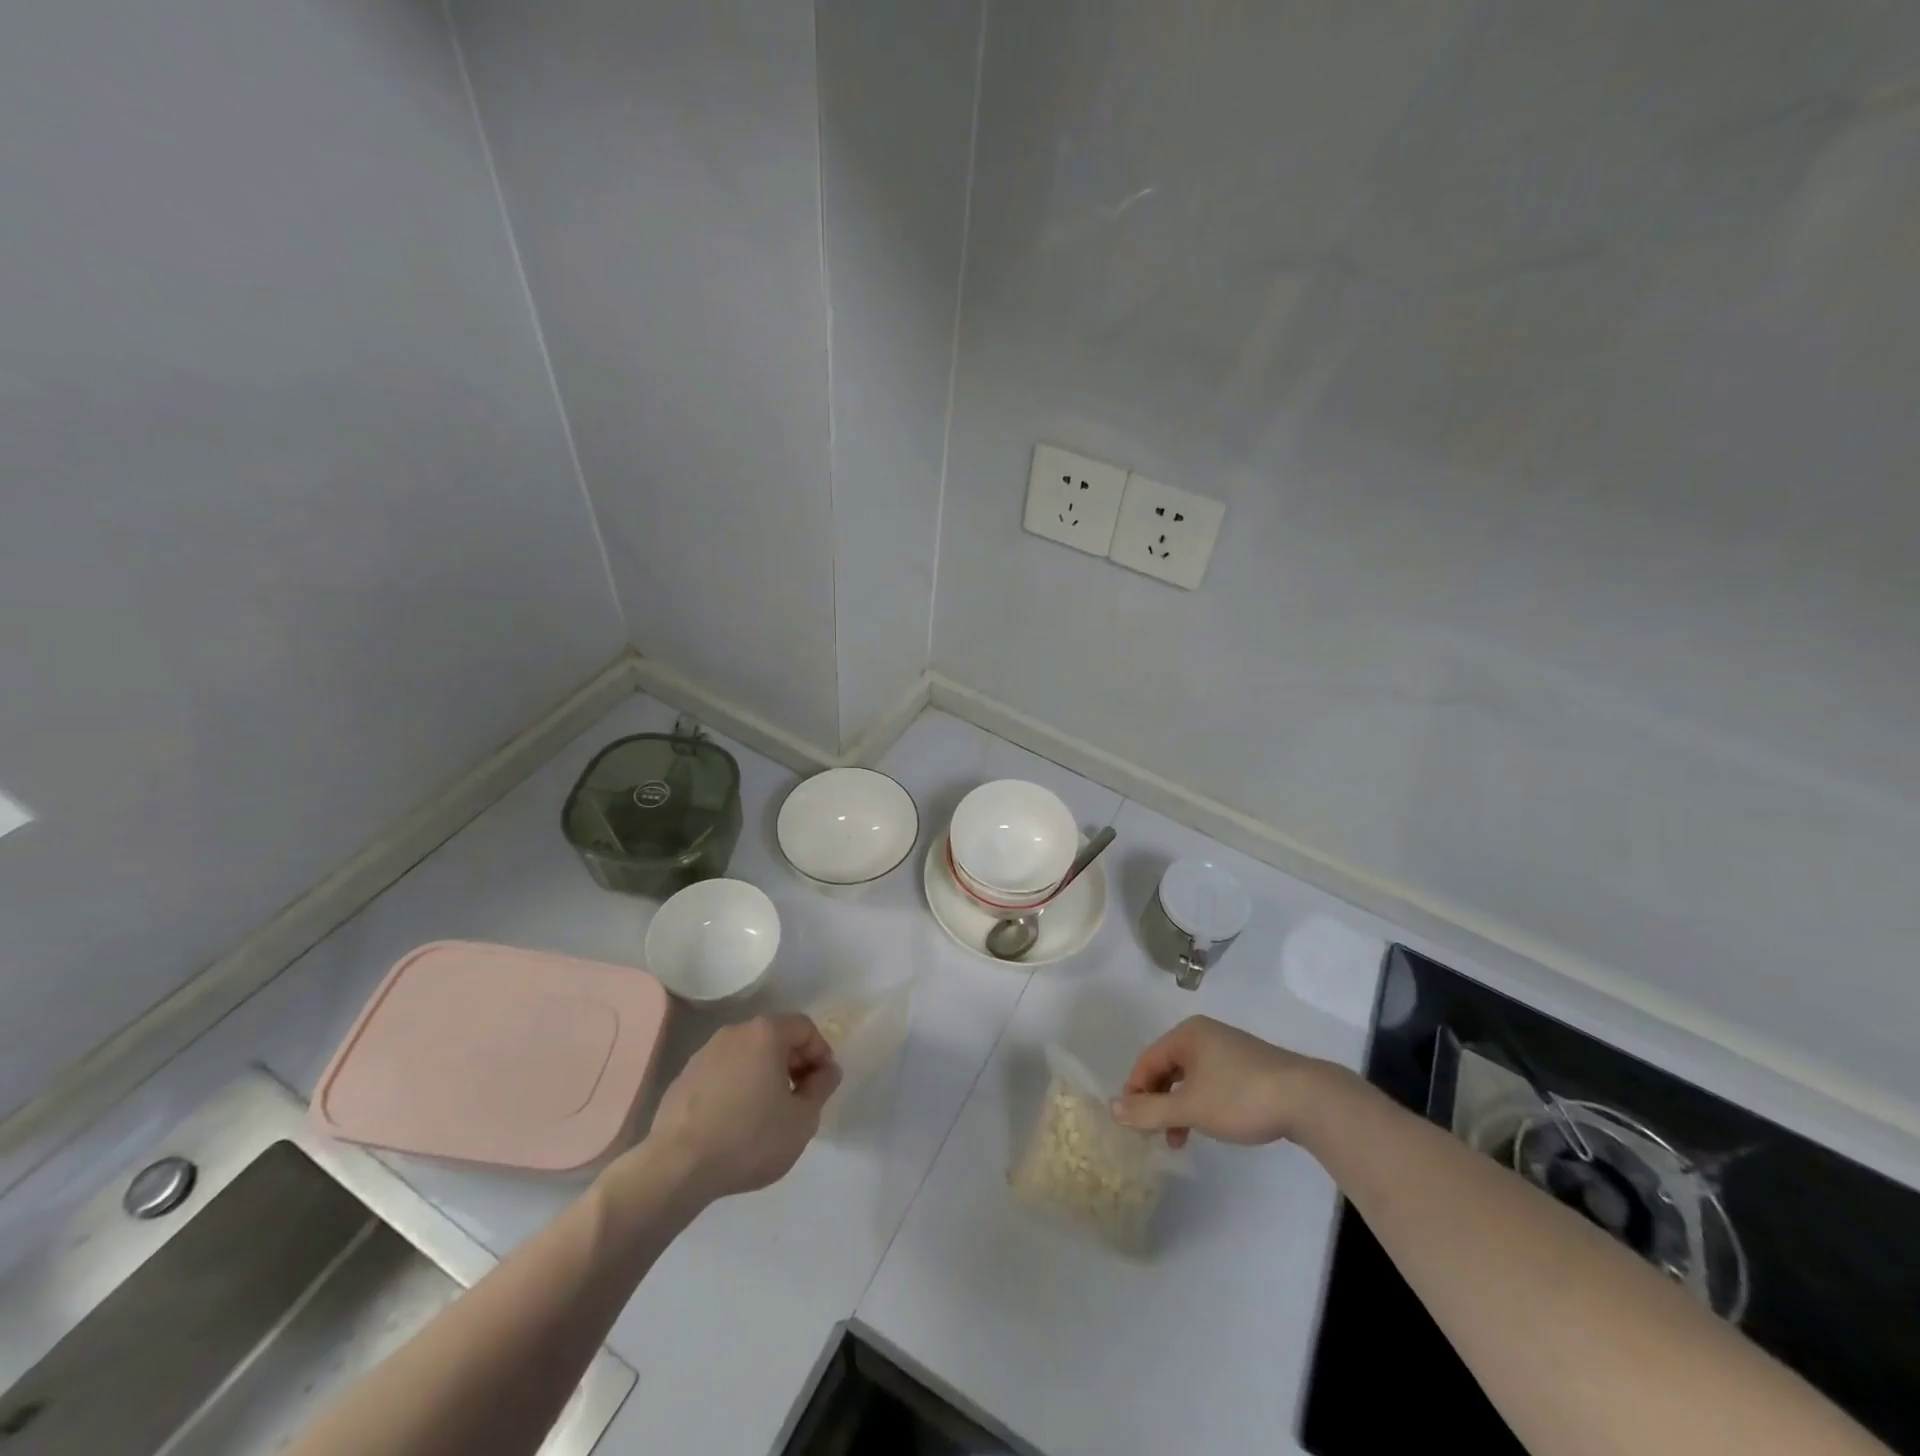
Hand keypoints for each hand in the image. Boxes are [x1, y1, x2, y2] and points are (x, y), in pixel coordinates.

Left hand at [645, 1014, 841, 1203]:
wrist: (677, 1167)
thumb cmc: (750, 1138)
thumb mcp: (802, 1120)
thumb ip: (821, 1088)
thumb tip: (827, 1071)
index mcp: (766, 1033)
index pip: (804, 1027)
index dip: (820, 1052)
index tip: (822, 1084)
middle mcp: (734, 1032)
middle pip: (774, 1037)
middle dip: (793, 1062)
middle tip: (800, 1098)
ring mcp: (704, 1053)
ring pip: (746, 1055)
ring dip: (764, 1074)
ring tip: (768, 1112)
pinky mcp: (683, 1078)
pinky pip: (722, 1073)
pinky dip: (736, 1087)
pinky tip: (736, 1121)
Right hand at [1112, 1015, 1329, 1148]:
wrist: (1306, 1099)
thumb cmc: (1239, 1098)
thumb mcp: (1190, 1108)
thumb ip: (1149, 1110)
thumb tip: (1113, 1108)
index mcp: (1186, 1035)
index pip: (1146, 1061)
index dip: (1135, 1092)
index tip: (1133, 1125)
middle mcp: (1204, 1034)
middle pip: (1167, 1068)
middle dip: (1158, 1102)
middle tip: (1155, 1134)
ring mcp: (1228, 1048)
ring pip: (1189, 1078)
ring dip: (1179, 1107)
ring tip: (1181, 1139)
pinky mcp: (1248, 1066)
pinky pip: (1211, 1081)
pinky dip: (1201, 1103)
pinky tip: (1210, 1124)